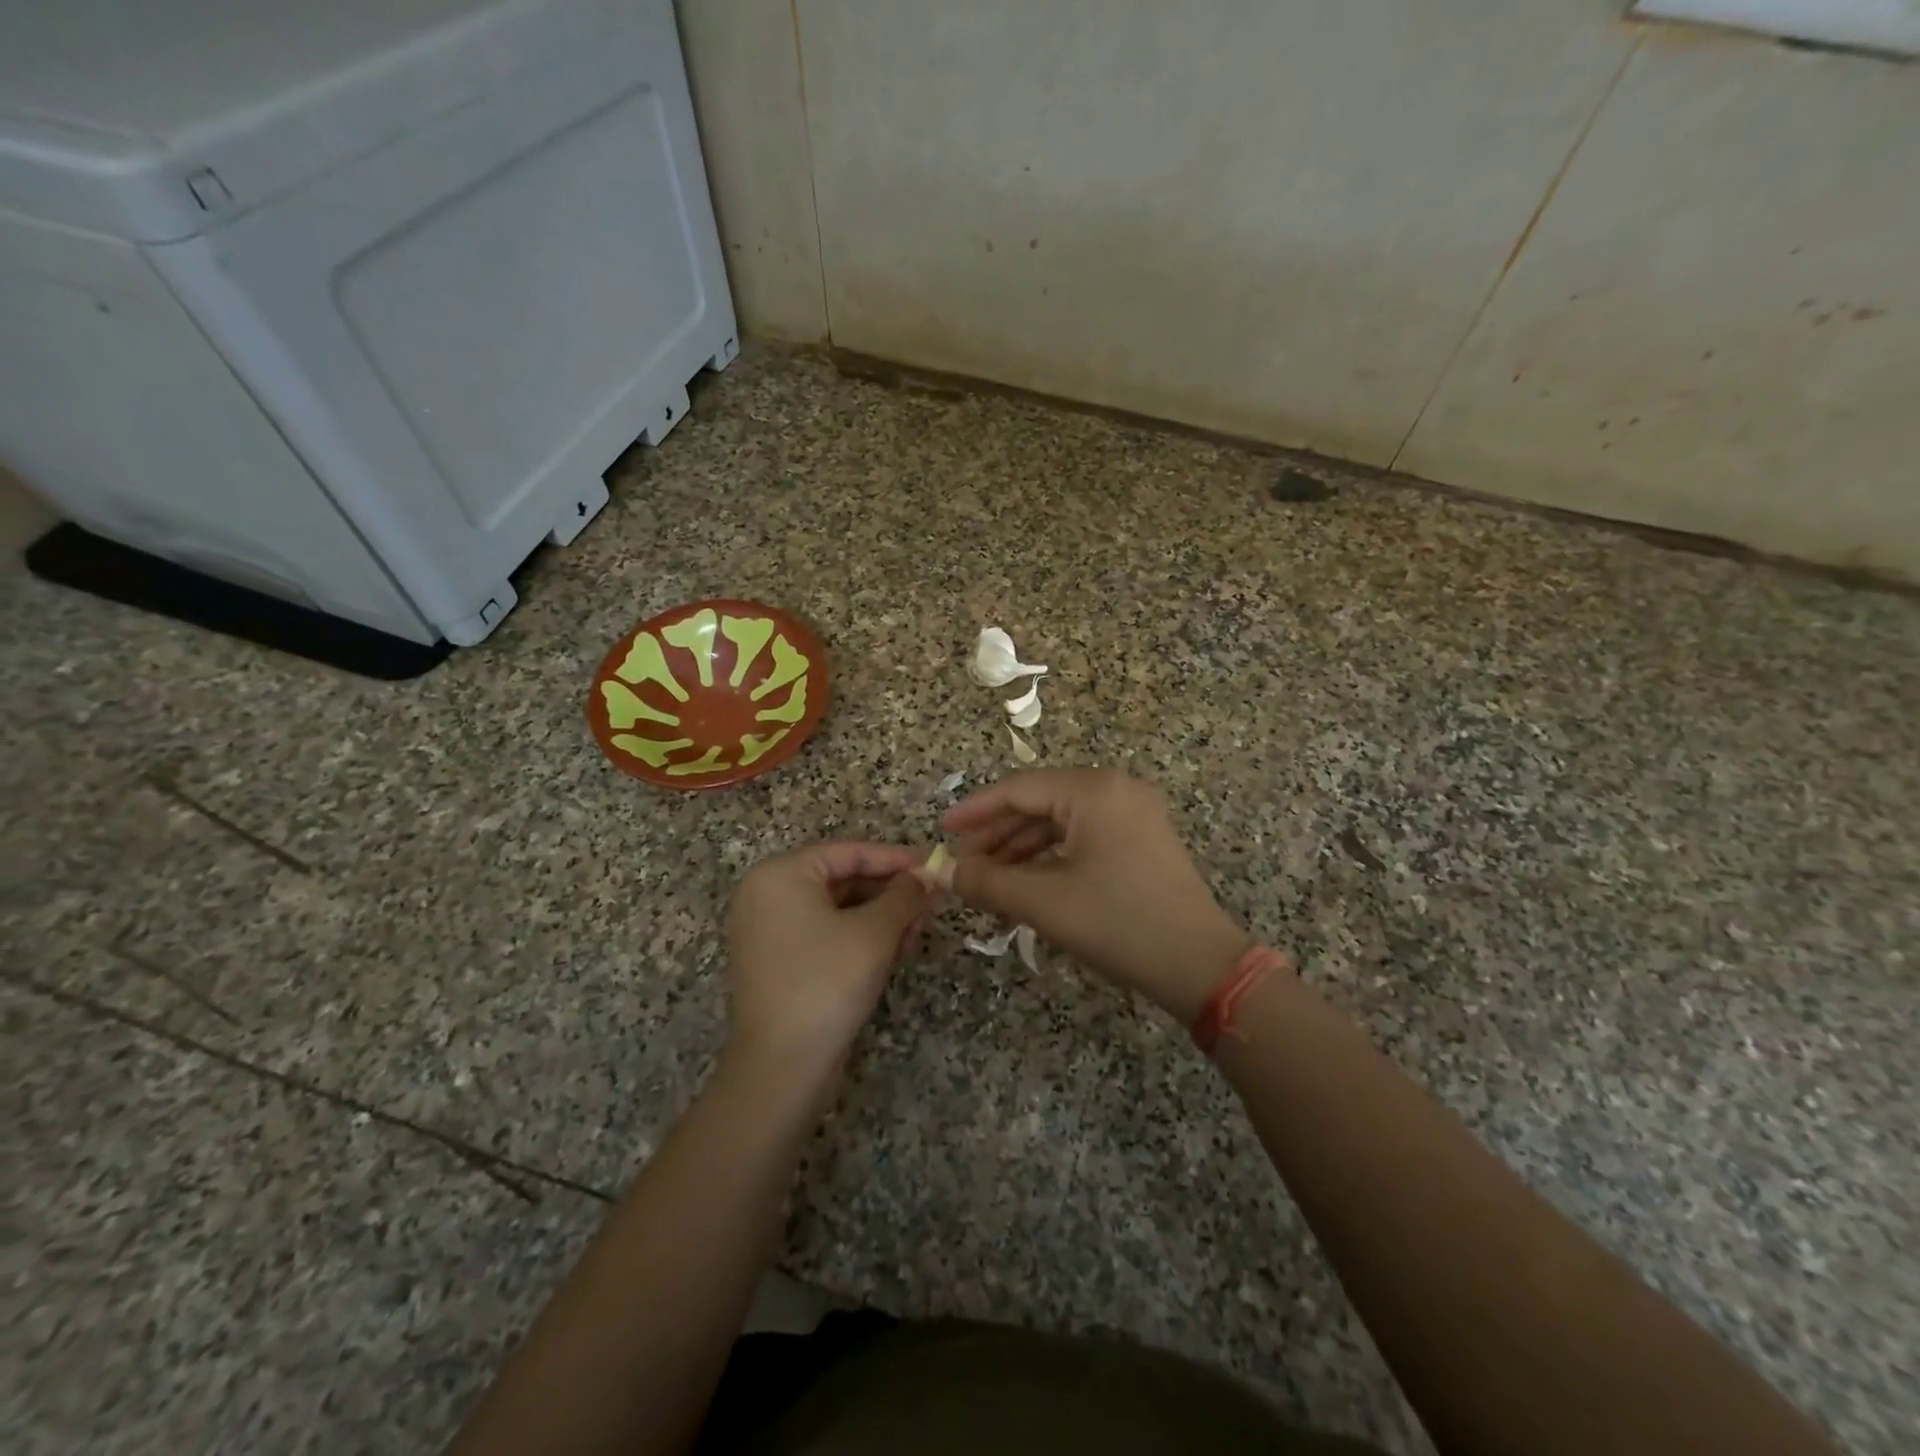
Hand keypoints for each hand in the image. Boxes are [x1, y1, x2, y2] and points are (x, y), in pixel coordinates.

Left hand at [724, 842, 928, 1082]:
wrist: (781, 1067)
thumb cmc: (826, 982)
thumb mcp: (875, 933)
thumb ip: (904, 895)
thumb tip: (927, 875)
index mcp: (780, 874)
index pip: (849, 852)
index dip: (896, 858)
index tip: (934, 865)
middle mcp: (767, 895)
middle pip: (843, 879)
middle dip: (891, 892)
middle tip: (932, 902)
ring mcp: (769, 930)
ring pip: (838, 909)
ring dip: (881, 917)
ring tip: (917, 930)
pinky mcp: (779, 961)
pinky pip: (826, 933)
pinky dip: (860, 937)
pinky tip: (894, 950)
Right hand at [939, 769, 1254, 1021]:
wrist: (1199, 965)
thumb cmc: (1119, 924)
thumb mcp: (1044, 902)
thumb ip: (987, 881)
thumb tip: (944, 872)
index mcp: (1094, 791)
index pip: (1019, 789)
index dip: (976, 810)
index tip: (943, 830)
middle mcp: (1115, 789)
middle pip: (1040, 802)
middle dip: (998, 832)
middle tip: (962, 860)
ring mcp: (1133, 813)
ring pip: (1061, 821)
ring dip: (1021, 847)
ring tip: (986, 876)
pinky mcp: (1141, 838)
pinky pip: (1082, 836)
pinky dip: (1050, 856)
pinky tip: (1024, 880)